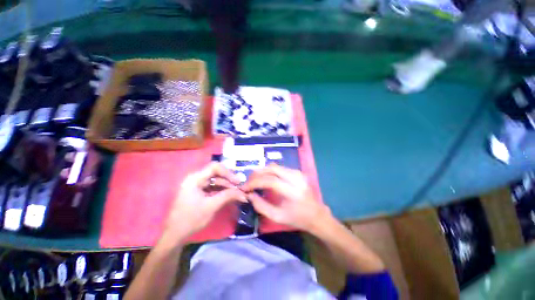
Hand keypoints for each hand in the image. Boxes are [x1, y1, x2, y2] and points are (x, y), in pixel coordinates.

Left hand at [164, 162, 246, 242]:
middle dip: (229, 180)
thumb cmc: (191, 219)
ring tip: (237, 193)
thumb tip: (243, 193)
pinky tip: (230, 196)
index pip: (214, 167)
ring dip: (227, 186)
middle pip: (216, 174)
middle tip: (239, 188)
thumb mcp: (211, 206)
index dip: (228, 172)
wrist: (175, 235)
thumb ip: (228, 196)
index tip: (237, 182)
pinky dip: (222, 191)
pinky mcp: (199, 192)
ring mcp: (197, 185)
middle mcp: (196, 179)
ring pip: (216, 181)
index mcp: (195, 179)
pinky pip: (213, 188)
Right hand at [242, 164, 330, 231]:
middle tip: (248, 181)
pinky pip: (280, 168)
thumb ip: (261, 206)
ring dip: (263, 171)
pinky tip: (265, 178)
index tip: (245, 187)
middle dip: (257, 173)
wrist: (317, 214)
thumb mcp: (277, 217)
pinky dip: (270, 171)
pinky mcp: (298, 172)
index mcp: (293, 191)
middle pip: (272, 168)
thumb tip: (249, 195)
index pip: (270, 180)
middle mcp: (296, 178)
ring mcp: (298, 173)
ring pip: (275, 166)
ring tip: (254, 180)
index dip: (255, 182)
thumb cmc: (298, 219)